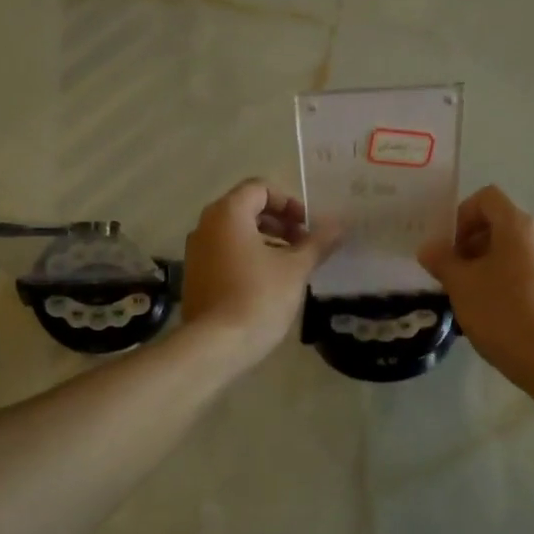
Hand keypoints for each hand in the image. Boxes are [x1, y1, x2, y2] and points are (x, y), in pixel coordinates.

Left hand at [181, 179, 338, 368]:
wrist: (215, 345)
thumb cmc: (258, 297)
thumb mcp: (295, 268)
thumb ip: (318, 242)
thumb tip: (339, 225)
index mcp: (228, 213)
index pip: (260, 188)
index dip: (289, 202)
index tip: (308, 227)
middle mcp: (206, 225)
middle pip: (246, 208)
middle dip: (279, 222)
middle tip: (303, 244)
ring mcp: (196, 251)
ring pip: (235, 233)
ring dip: (265, 241)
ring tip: (290, 265)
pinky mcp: (195, 276)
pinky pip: (224, 253)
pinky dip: (247, 257)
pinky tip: (267, 283)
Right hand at [418, 185, 533, 391]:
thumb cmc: (502, 313)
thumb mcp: (461, 285)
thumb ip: (441, 260)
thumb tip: (429, 248)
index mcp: (519, 225)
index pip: (486, 198)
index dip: (461, 215)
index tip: (448, 248)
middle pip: (501, 224)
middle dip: (472, 244)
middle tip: (454, 274)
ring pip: (515, 250)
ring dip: (489, 264)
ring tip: (472, 295)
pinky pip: (530, 271)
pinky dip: (509, 280)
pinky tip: (496, 312)